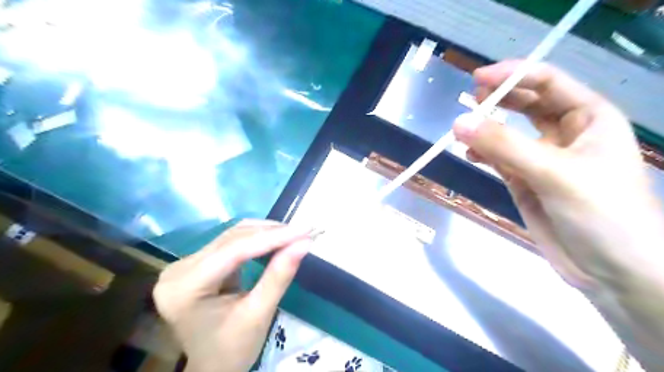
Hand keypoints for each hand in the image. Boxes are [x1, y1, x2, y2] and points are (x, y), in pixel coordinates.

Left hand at [155, 220, 313, 371]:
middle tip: (304, 231)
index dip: (272, 237)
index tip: (305, 230)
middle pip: (232, 239)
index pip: (234, 251)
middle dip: (271, 233)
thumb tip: (304, 243)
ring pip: (233, 235)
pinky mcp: (197, 263)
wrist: (213, 366)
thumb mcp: (259, 314)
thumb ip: (279, 275)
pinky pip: (231, 242)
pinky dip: (257, 239)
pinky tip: (276, 239)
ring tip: (294, 234)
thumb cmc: (233, 349)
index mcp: (185, 288)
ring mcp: (185, 264)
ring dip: (266, 232)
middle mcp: (179, 269)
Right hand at [454, 60, 663, 290]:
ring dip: (487, 128)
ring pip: (509, 132)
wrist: (611, 271)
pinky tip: (470, 155)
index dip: (513, 75)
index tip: (478, 79)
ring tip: (463, 130)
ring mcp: (542, 158)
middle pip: (526, 103)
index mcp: (588, 118)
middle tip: (469, 99)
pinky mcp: (524, 181)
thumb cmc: (601, 213)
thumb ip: (504, 146)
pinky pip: (499, 159)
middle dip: (499, 98)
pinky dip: (483, 154)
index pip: (547, 82)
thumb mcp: (553, 173)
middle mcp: (564, 133)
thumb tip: (459, 122)